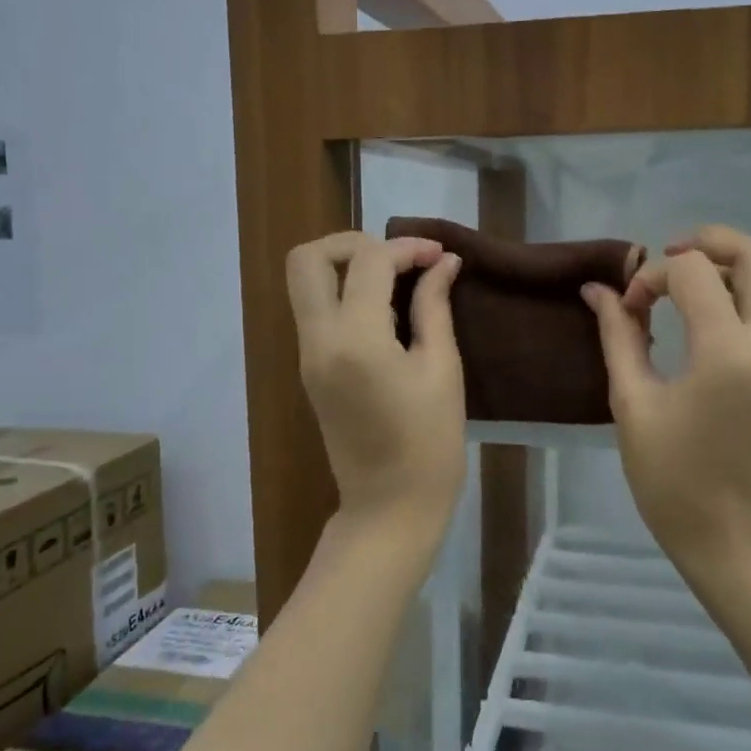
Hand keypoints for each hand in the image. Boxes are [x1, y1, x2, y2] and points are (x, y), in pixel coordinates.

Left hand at [286, 231, 466, 526]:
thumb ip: (435, 307)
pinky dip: (346, 294)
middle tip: (398, 259)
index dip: (408, 247)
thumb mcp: (442, 369)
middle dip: (353, 243)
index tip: (441, 257)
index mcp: (355, 339)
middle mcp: (318, 340)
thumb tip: (444, 264)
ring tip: (398, 282)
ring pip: (306, 283)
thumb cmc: (429, 443)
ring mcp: (307, 355)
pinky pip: (317, 311)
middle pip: (307, 259)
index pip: (369, 262)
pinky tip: (387, 310)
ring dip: (347, 267)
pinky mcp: (310, 369)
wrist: (390, 506)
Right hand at [582, 224, 750, 564]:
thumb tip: (598, 290)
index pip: (691, 274)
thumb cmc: (667, 473)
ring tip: (730, 289)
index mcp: (722, 352)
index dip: (651, 277)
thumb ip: (618, 335)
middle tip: (677, 262)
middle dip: (711, 243)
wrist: (721, 531)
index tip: (630, 308)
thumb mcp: (631, 400)